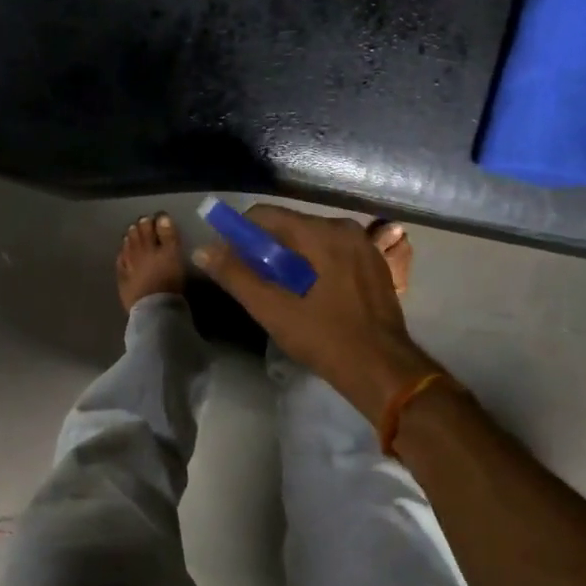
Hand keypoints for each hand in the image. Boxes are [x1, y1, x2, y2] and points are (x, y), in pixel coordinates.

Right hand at [194, 206, 441, 422]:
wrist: (383, 370)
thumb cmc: (325, 338)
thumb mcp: (273, 309)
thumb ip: (235, 275)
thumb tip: (203, 249)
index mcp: (321, 233)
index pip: (266, 215)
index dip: (240, 234)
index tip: (229, 260)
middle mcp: (345, 228)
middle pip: (290, 227)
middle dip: (266, 250)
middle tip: (253, 283)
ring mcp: (364, 246)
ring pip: (312, 241)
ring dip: (290, 260)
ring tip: (281, 293)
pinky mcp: (374, 264)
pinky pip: (333, 253)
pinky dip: (315, 266)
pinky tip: (310, 296)